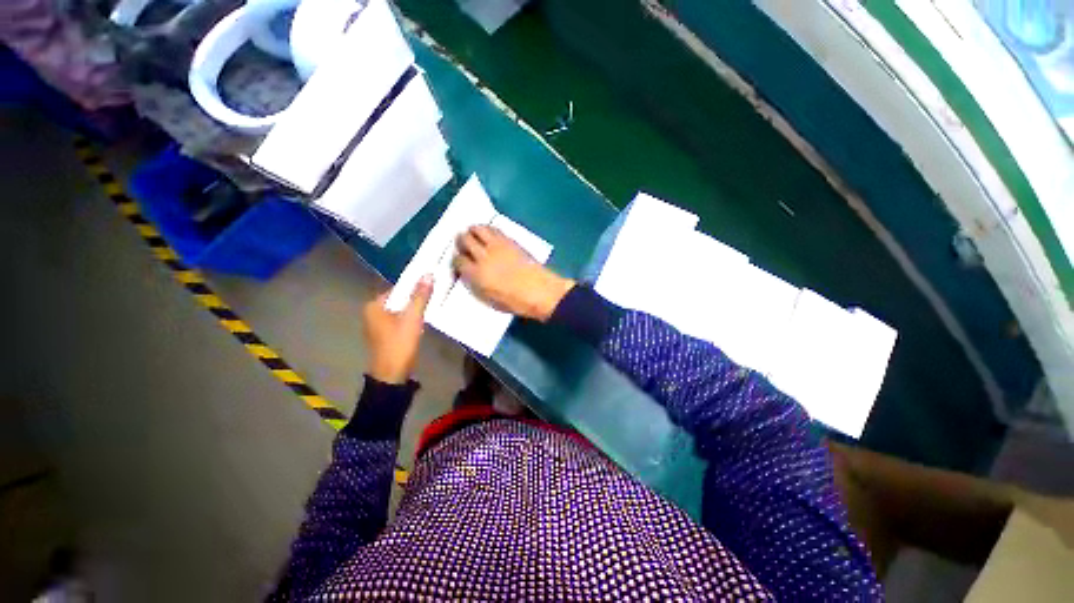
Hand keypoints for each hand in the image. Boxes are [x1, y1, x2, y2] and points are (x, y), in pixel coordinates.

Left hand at [363, 275, 432, 383]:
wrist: (392, 374)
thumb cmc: (400, 343)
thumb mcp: (412, 317)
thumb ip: (420, 296)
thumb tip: (428, 274)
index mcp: (374, 306)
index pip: (397, 288)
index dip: (414, 286)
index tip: (431, 285)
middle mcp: (372, 313)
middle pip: (398, 299)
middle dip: (415, 298)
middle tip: (434, 295)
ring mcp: (377, 326)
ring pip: (400, 310)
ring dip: (414, 309)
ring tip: (431, 305)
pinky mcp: (384, 335)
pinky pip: (399, 320)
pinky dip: (410, 319)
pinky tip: (422, 321)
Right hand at [453, 226, 574, 320]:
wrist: (540, 291)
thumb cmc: (515, 302)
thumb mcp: (489, 299)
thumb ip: (475, 284)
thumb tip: (469, 274)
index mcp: (476, 275)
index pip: (458, 261)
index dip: (456, 261)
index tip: (460, 262)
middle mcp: (483, 256)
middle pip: (464, 240)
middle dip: (461, 242)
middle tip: (463, 245)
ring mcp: (497, 246)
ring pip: (477, 229)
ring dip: (472, 231)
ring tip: (474, 236)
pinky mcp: (509, 240)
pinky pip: (493, 229)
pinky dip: (487, 229)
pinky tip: (488, 235)